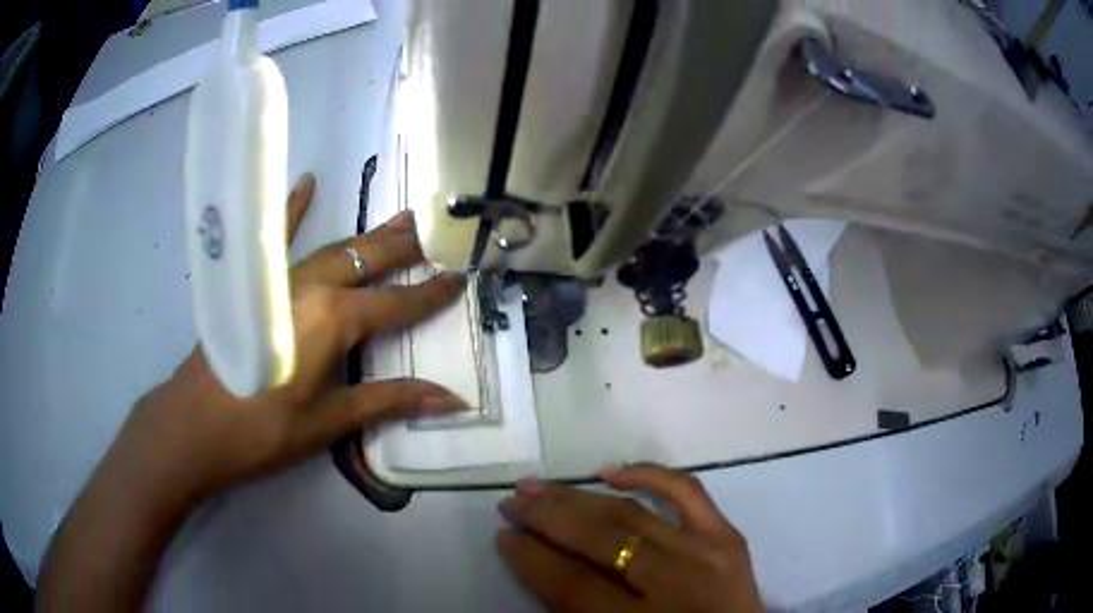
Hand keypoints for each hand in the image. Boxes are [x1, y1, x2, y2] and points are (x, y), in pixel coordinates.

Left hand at [111, 172, 466, 503]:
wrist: (195, 425)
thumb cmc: (263, 430)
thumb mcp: (329, 421)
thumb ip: (389, 402)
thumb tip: (452, 400)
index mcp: (335, 320)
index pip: (396, 304)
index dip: (430, 294)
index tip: (460, 276)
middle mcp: (313, 287)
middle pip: (368, 261)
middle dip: (406, 247)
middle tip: (437, 229)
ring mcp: (281, 279)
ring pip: (335, 248)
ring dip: (370, 236)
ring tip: (401, 217)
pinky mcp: (254, 282)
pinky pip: (276, 237)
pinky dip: (293, 210)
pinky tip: (307, 183)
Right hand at [496, 464, 762, 612]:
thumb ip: (575, 611)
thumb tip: (538, 560)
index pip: (571, 584)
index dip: (531, 558)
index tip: (504, 535)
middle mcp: (675, 585)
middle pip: (600, 541)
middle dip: (547, 518)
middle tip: (512, 501)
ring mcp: (707, 554)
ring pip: (631, 514)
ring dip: (578, 497)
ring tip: (539, 485)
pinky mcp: (728, 537)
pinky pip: (688, 492)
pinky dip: (649, 476)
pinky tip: (611, 472)